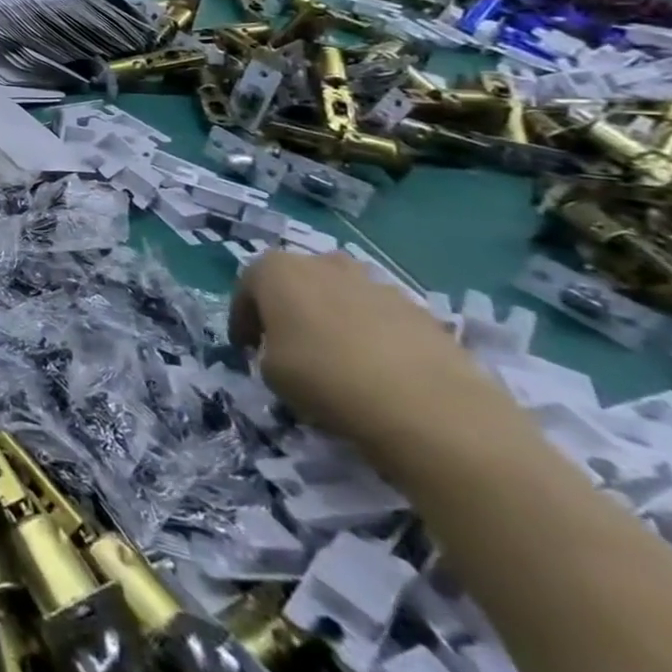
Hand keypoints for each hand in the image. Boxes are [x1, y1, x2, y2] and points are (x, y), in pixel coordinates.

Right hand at [232, 251, 515, 461]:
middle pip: (297, 282)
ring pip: (341, 297)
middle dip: (289, 309)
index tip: (246, 349)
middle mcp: (323, 263)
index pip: (247, 287)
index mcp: (277, 269)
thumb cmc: (325, 378)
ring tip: (338, 360)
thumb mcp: (270, 370)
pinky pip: (381, 319)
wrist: (429, 408)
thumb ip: (269, 349)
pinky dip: (373, 337)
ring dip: (333, 320)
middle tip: (289, 346)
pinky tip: (378, 372)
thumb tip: (287, 352)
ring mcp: (377, 284)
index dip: (242, 319)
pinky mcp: (421, 311)